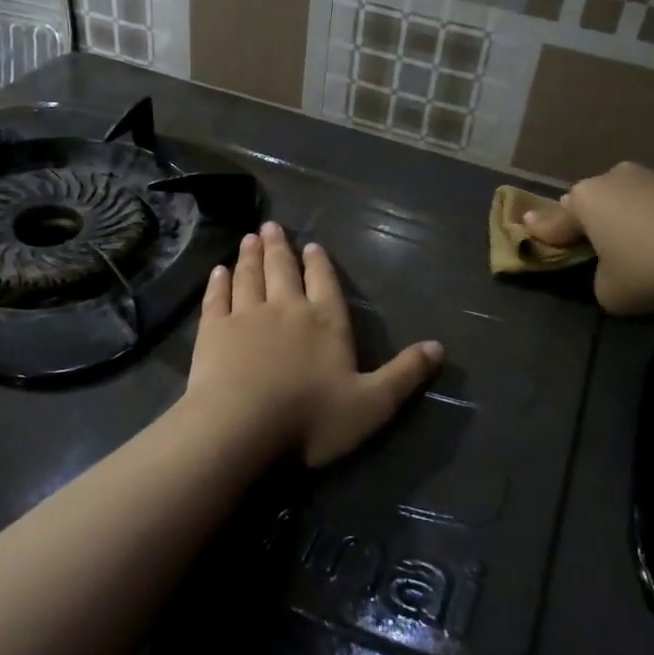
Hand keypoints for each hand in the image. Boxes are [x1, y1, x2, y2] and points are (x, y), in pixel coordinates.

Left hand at [186, 222, 442, 466]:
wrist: (242, 427)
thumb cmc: (311, 419)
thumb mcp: (372, 404)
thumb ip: (405, 374)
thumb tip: (440, 346)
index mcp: (326, 322)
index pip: (325, 283)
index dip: (320, 264)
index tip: (311, 245)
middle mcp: (287, 308)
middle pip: (283, 270)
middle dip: (280, 248)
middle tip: (271, 227)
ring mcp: (246, 316)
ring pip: (249, 276)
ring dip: (250, 256)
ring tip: (250, 238)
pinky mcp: (213, 330)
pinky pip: (217, 298)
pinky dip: (218, 283)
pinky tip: (218, 272)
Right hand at [521, 162, 653, 315]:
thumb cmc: (650, 268)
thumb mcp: (608, 291)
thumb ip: (597, 277)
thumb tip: (610, 267)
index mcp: (583, 200)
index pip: (554, 221)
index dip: (540, 230)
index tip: (525, 224)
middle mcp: (609, 180)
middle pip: (587, 203)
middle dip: (583, 219)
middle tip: (581, 238)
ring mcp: (647, 178)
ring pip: (620, 200)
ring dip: (618, 218)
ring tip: (624, 242)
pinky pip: (649, 204)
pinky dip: (646, 220)